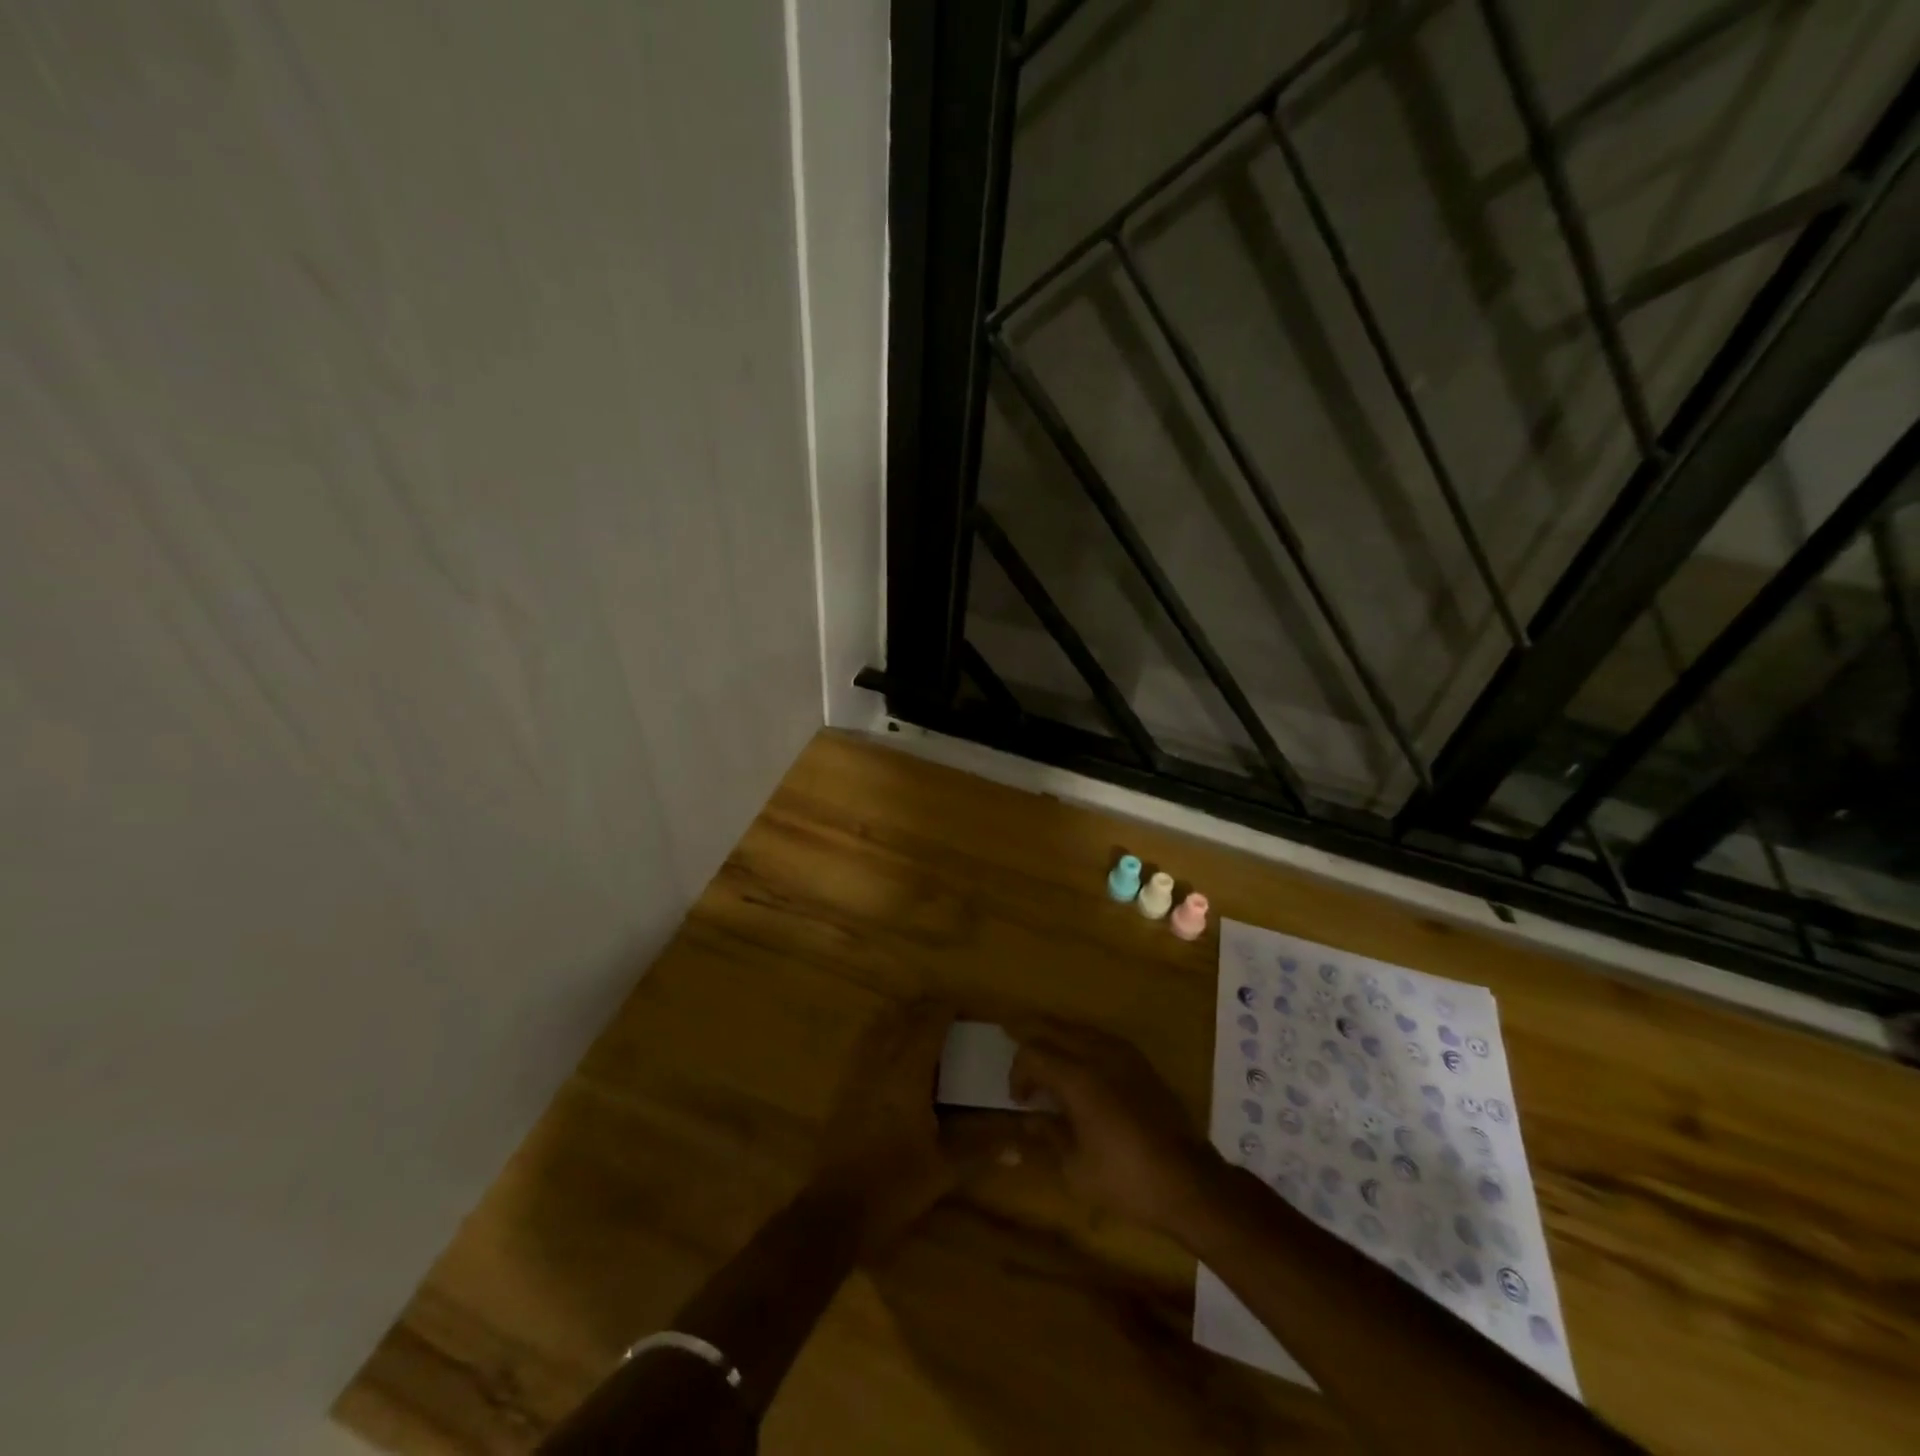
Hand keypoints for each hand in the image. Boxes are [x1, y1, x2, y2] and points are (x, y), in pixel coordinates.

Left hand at [814, 999, 1020, 1256]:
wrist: (836, 1210)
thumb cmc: (895, 1185)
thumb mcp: (944, 1169)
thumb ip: (982, 1150)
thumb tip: (1021, 1148)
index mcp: (908, 1073)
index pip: (929, 1024)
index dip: (946, 1009)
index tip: (965, 1007)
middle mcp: (882, 1062)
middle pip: (902, 1017)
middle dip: (924, 1007)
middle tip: (947, 1012)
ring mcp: (858, 1073)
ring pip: (879, 1025)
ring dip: (901, 1016)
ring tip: (921, 1020)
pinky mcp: (844, 1087)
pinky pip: (865, 1043)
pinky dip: (881, 1033)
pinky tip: (891, 1049)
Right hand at [1009, 1019, 1222, 1239]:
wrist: (1187, 1181)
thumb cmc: (1125, 1179)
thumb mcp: (1075, 1168)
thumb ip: (1048, 1135)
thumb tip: (1029, 1120)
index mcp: (1077, 1078)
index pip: (1033, 1054)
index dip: (1018, 1071)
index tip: (1018, 1099)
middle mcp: (1098, 1055)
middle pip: (1054, 1029)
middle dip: (1030, 1031)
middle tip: (1010, 1032)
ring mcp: (1123, 1055)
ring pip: (1079, 1029)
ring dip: (1057, 1033)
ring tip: (1043, 1046)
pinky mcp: (1142, 1063)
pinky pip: (1102, 1037)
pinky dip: (1082, 1040)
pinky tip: (1080, 1056)